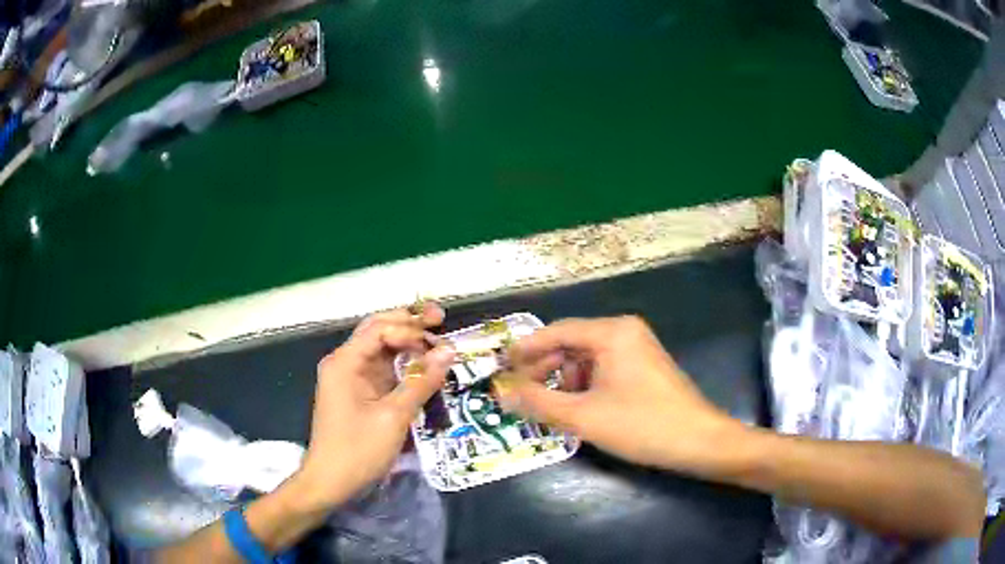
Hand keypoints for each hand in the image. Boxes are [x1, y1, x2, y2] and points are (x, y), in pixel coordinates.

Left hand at [296, 303, 454, 509]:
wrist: (330, 482)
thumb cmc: (358, 450)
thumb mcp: (394, 417)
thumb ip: (421, 382)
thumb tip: (448, 352)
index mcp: (345, 362)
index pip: (380, 329)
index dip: (410, 329)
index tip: (439, 341)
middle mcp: (344, 363)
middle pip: (378, 331)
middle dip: (408, 323)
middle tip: (440, 318)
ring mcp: (349, 378)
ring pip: (380, 349)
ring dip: (406, 343)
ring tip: (436, 339)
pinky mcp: (357, 393)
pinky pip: (381, 369)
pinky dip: (401, 365)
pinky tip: (420, 365)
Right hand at [501, 316, 745, 475]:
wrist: (700, 441)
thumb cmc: (642, 425)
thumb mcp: (584, 417)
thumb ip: (538, 402)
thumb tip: (502, 394)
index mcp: (612, 332)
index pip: (557, 331)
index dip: (525, 349)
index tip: (500, 364)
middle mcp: (625, 331)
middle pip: (572, 343)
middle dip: (544, 367)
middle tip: (519, 391)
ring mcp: (638, 348)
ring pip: (587, 358)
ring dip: (564, 379)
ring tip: (549, 405)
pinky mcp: (645, 367)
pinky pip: (604, 368)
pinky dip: (585, 385)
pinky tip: (578, 407)